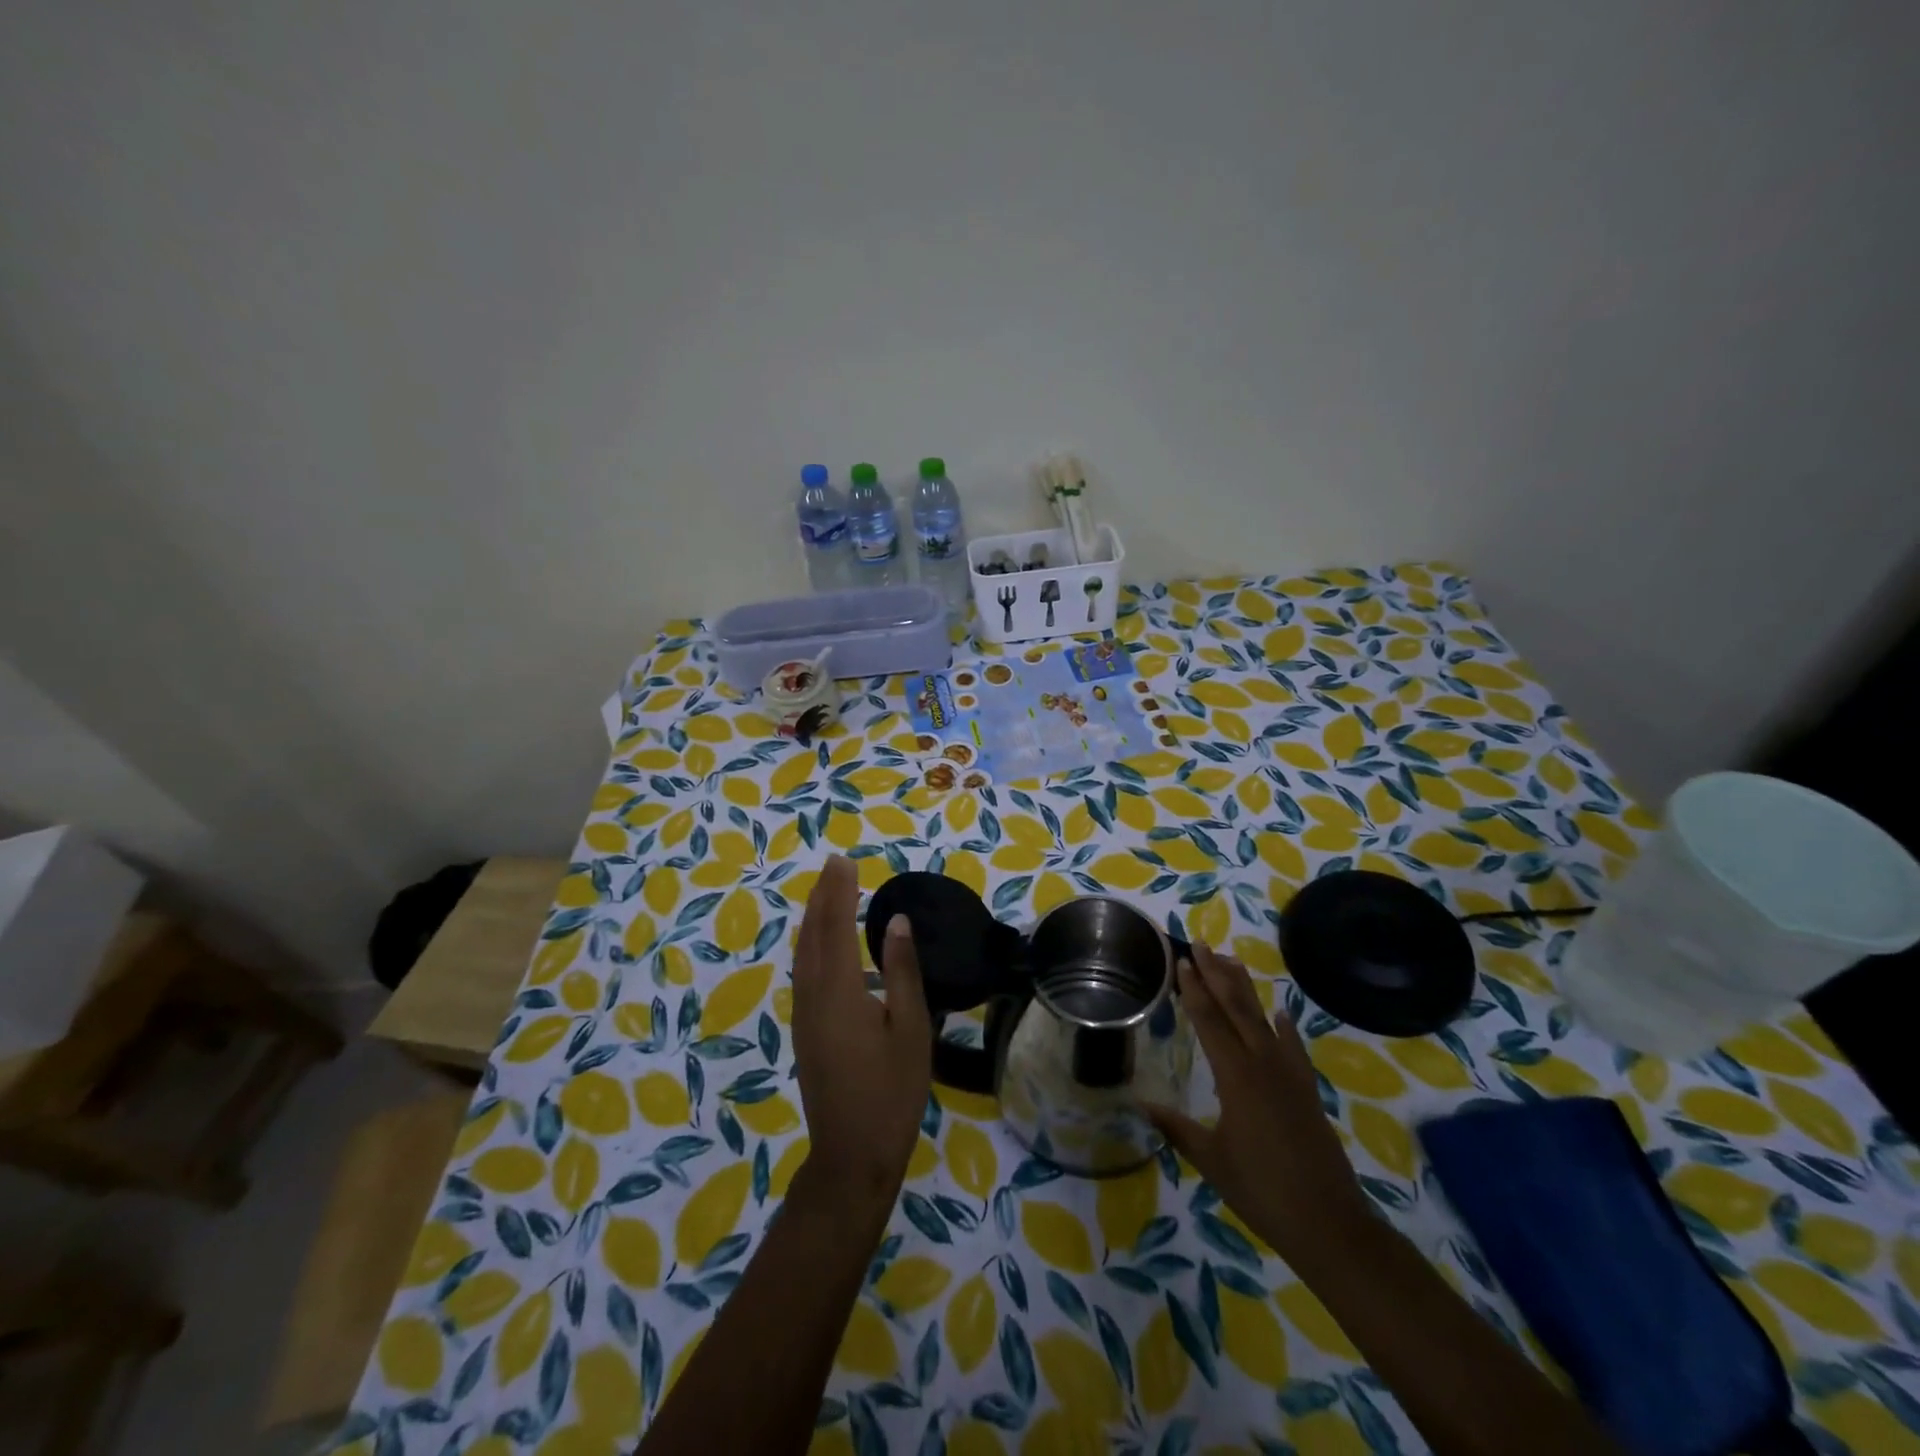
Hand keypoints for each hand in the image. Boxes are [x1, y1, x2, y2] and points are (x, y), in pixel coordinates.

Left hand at [791, 856, 932, 1201]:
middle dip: (822, 896)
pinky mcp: (804, 1030)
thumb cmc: (891, 1091)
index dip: (840, 891)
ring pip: (803, 952)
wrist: (851, 1154)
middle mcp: (813, 995)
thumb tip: (896, 922)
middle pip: (812, 934)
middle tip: (834, 865)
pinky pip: (803, 971)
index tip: (845, 861)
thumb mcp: (911, 1029)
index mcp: (839, 990)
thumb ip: (901, 971)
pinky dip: (811, 944)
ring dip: (814, 917)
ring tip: (827, 893)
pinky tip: (823, 945)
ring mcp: (804, 1014)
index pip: (837, 926)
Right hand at [1146, 942, 1366, 1260]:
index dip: (1193, 988)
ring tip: (1230, 961)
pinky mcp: (1307, 1090)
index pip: (1209, 1020)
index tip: (1181, 960)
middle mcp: (1263, 1064)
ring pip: (1263, 1019)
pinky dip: (1285, 1026)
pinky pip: (1293, 1046)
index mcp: (1236, 1076)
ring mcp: (1290, 1074)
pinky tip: (1280, 1013)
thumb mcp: (1211, 1160)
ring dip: (1245, 989)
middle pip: (1236, 1008)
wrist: (1329, 1224)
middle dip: (1216, 974)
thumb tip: (1140, 1103)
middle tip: (1200, 945)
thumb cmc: (1261, 1191)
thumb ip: (1176, 1127)